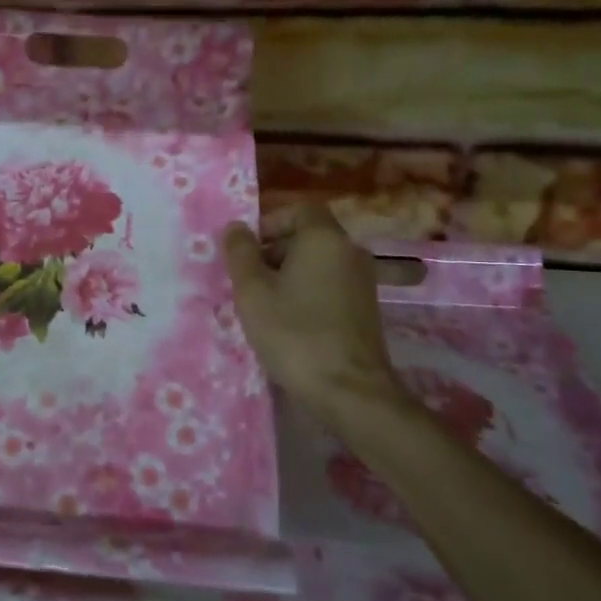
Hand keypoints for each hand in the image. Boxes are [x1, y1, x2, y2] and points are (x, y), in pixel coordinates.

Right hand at [223, 203, 408, 434]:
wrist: (350, 391)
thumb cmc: (295, 333)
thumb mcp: (253, 291)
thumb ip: (240, 253)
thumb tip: (235, 226)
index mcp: (324, 239)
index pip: (299, 209)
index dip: (270, 222)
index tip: (246, 248)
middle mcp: (350, 252)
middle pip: (308, 236)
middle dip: (274, 250)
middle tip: (247, 279)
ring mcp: (362, 282)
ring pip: (318, 263)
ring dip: (289, 274)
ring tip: (263, 303)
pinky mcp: (365, 310)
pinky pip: (329, 286)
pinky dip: (307, 293)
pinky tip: (288, 321)